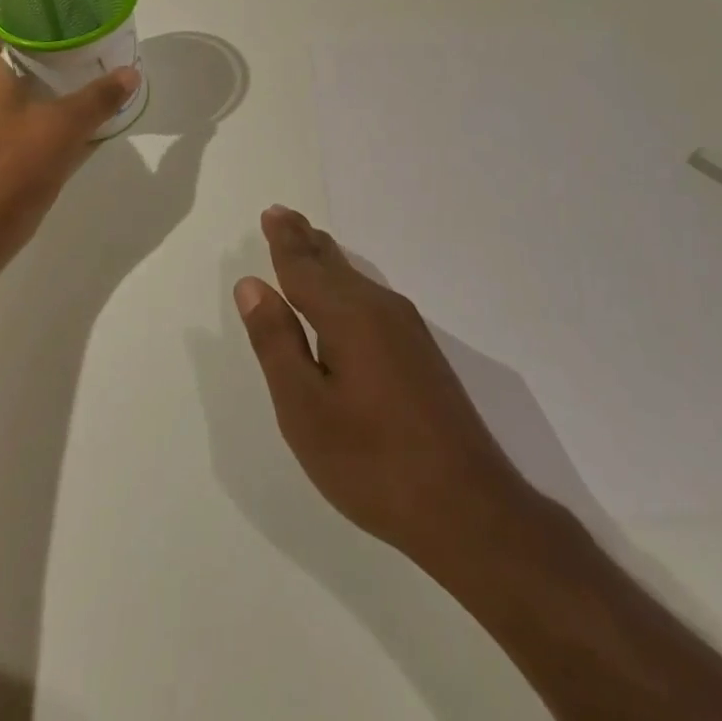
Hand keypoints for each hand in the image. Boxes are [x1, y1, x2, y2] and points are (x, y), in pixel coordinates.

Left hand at [0, 0, 140, 270]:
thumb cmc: (11, 169)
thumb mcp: (63, 129)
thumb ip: (98, 100)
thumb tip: (130, 72)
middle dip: (0, 31)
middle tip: (33, 13)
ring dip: (16, 65)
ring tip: (53, 53)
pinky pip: (9, 111)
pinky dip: (28, 98)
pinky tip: (57, 107)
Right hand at [234, 206, 527, 572]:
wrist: (468, 507)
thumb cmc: (372, 461)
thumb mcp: (305, 408)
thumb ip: (276, 342)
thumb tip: (252, 284)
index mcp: (348, 315)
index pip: (305, 266)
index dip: (284, 241)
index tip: (271, 213)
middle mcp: (380, 309)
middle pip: (334, 264)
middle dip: (306, 241)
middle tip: (284, 215)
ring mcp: (407, 331)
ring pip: (356, 280)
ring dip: (327, 260)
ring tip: (310, 243)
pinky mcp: (421, 354)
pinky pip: (372, 299)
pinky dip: (347, 284)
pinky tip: (348, 294)